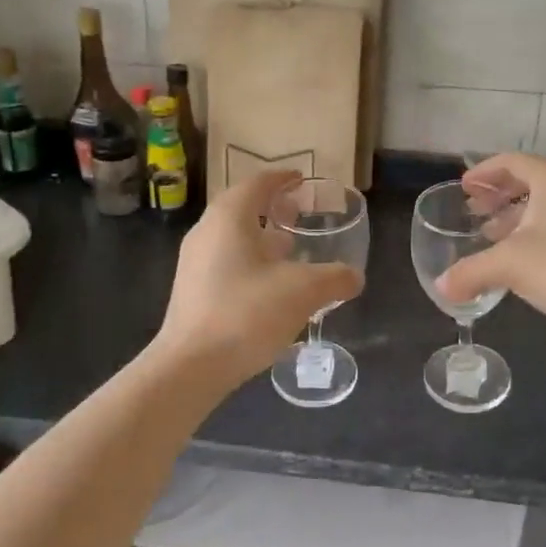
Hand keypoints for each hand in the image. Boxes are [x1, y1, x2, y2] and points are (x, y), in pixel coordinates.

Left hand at [154, 171, 363, 384]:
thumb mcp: (302, 292)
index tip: (301, 180)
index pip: (258, 183)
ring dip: (262, 238)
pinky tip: (271, 286)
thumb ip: (334, 278)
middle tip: (301, 214)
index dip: (282, 179)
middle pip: (243, 208)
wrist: (190, 367)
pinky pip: (226, 262)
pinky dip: (251, 261)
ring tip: (292, 250)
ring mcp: (195, 263)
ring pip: (233, 237)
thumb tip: (354, 276)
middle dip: (273, 208)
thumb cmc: (246, 313)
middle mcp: (207, 231)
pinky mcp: (192, 291)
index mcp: (229, 217)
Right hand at [437, 154, 545, 354]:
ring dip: (516, 218)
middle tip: (473, 211)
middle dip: (499, 196)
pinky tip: (523, 261)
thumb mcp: (511, 266)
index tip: (463, 187)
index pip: (510, 162)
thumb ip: (471, 272)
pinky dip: (536, 234)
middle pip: (529, 181)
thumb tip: (441, 287)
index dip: (483, 173)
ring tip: (491, 237)